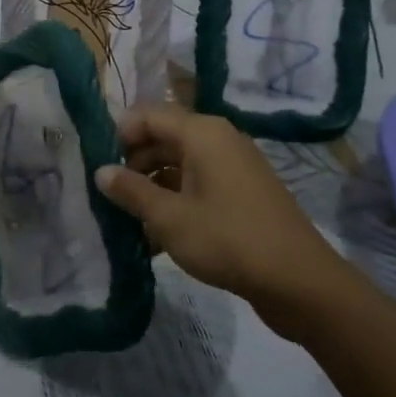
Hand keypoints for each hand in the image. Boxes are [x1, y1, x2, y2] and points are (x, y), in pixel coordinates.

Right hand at [94, 104, 335, 306]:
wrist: (299, 282)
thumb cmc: (228, 239)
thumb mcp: (169, 218)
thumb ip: (131, 191)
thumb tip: (100, 171)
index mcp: (202, 133)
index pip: (148, 114)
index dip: (119, 134)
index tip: (96, 164)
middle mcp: (218, 140)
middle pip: (163, 138)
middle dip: (133, 164)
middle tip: (107, 196)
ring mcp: (233, 167)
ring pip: (179, 165)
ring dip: (152, 189)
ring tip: (127, 222)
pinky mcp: (241, 194)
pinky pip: (198, 186)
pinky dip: (175, 203)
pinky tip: (155, 239)